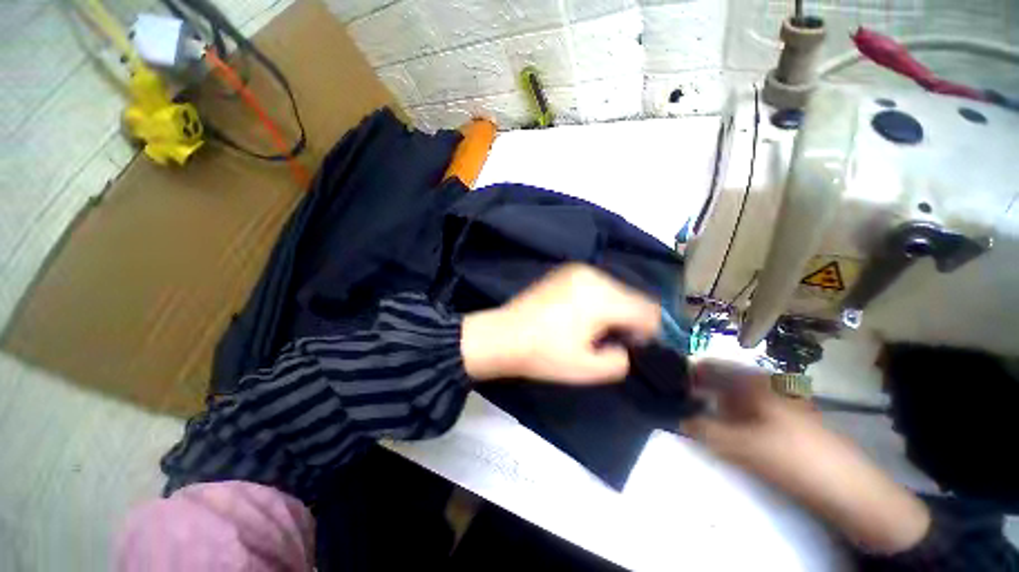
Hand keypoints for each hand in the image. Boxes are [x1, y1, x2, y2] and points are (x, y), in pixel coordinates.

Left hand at [460, 264, 659, 384]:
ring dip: (613, 309)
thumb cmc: (544, 354)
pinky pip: (596, 285)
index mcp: (602, 297)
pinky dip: (597, 300)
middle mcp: (593, 276)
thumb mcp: (588, 369)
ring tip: (591, 329)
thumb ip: (621, 360)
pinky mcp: (564, 271)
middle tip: (608, 341)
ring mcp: (577, 270)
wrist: (504, 335)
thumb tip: (624, 345)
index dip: (648, 332)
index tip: (630, 347)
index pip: (648, 310)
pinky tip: (578, 315)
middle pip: (632, 297)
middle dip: (629, 320)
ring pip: (615, 290)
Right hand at [682, 359, 930, 554]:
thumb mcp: (741, 446)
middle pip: (720, 379)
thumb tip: (677, 418)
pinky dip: (731, 414)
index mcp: (754, 380)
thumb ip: (704, 430)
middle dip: (697, 389)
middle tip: (679, 404)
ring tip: (697, 417)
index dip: (685, 374)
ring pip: (734, 394)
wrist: (847, 487)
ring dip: (713, 403)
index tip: (667, 386)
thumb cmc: (792, 457)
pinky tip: (726, 429)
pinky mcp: (785, 417)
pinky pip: (748, 409)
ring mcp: (778, 399)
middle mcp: (764, 382)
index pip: (708, 366)